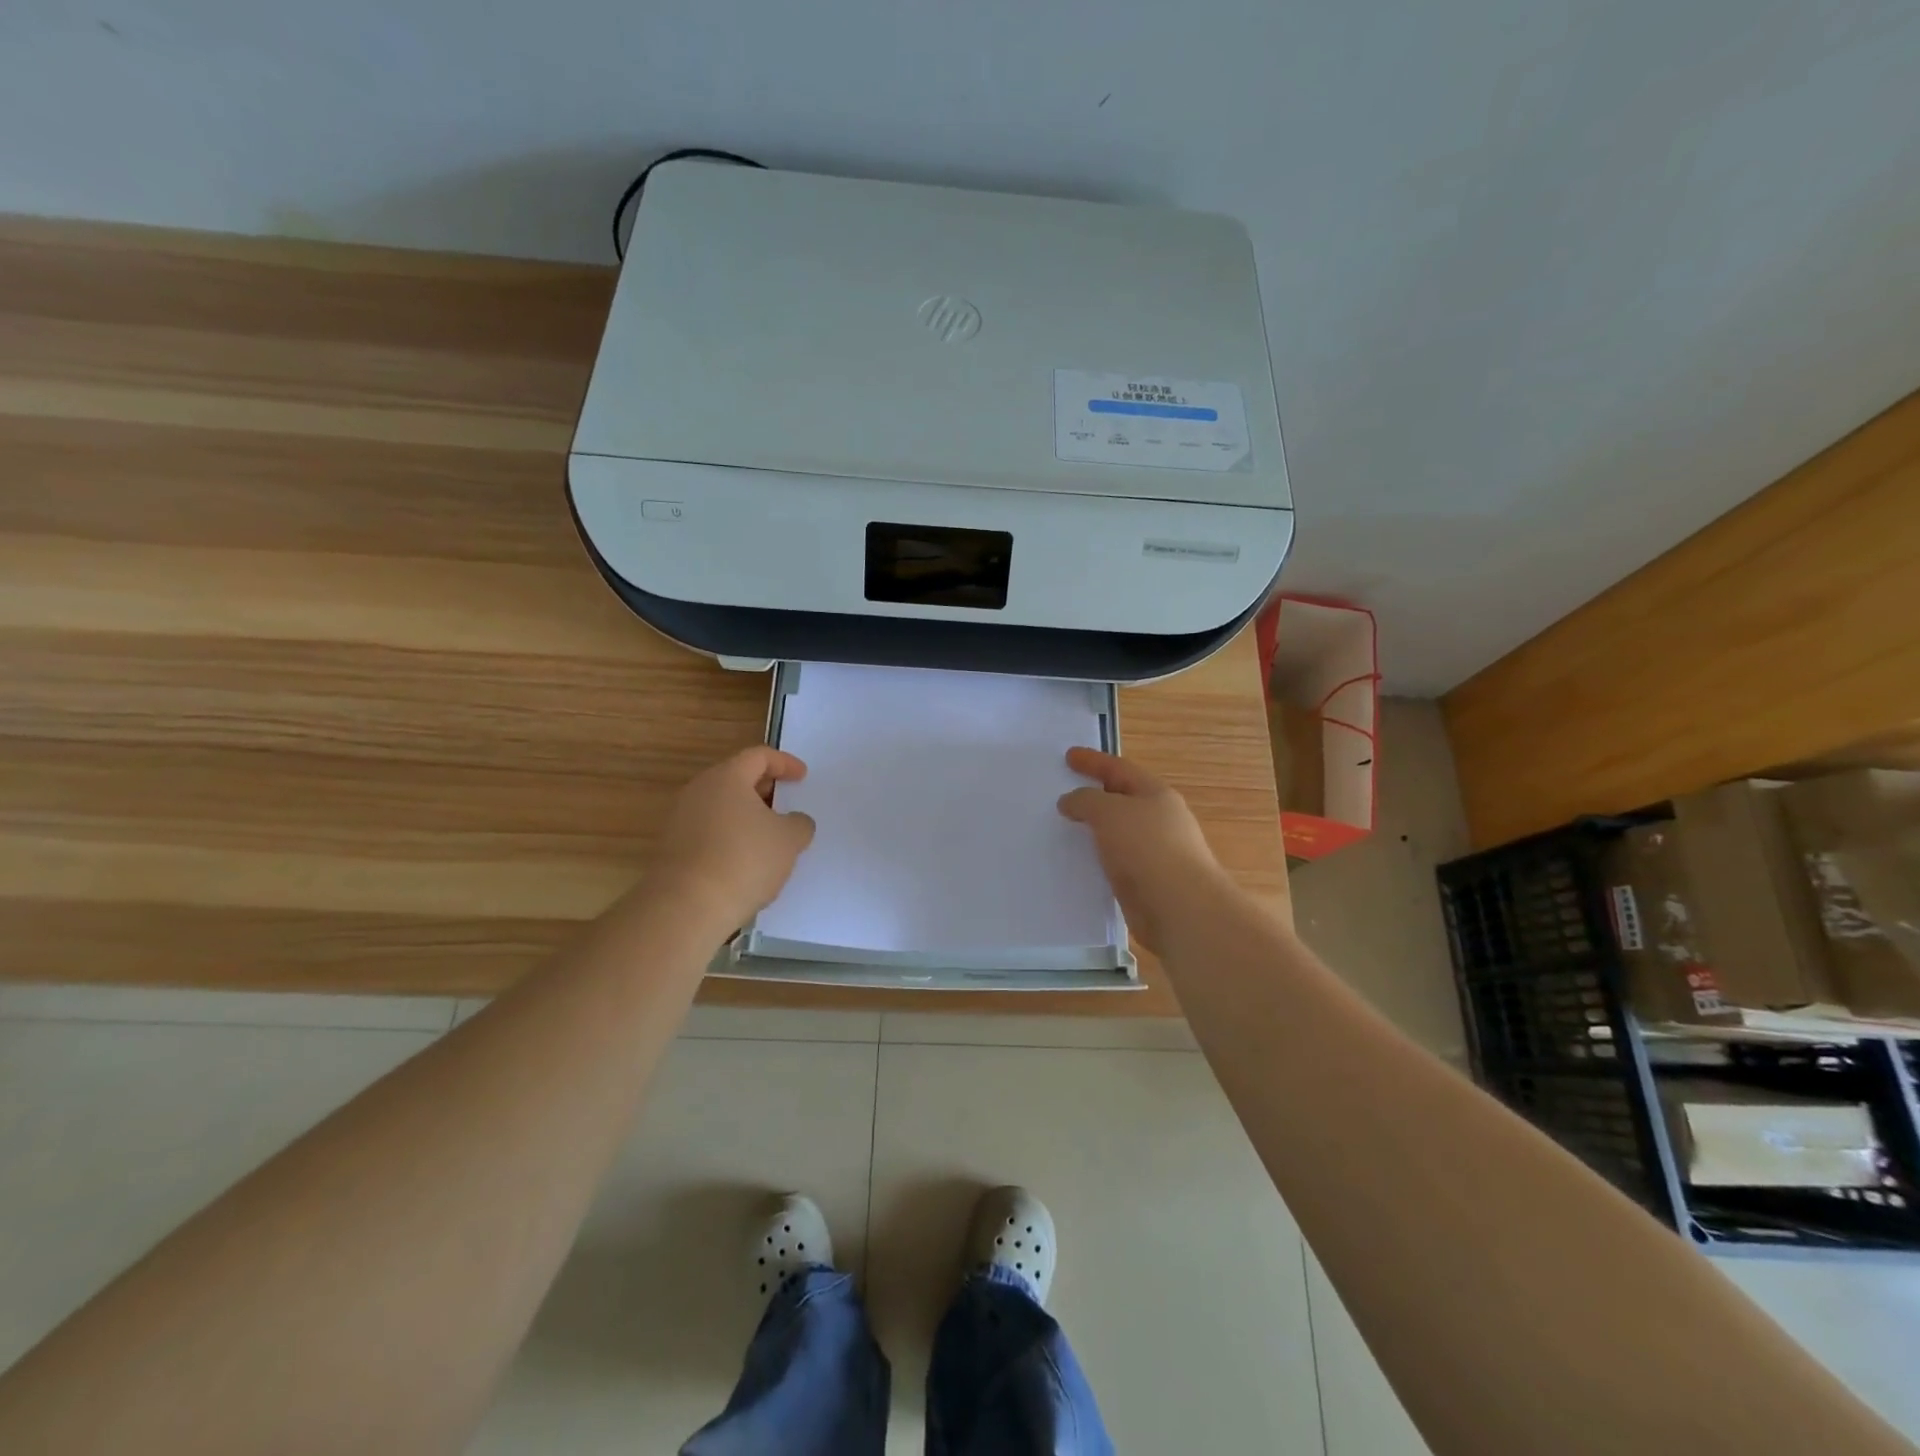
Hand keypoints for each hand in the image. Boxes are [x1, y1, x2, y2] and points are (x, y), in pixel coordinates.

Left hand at [651, 747, 816, 928]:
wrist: (686, 906)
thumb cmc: (744, 860)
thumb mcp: (789, 840)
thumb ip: (799, 823)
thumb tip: (795, 821)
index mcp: (727, 777)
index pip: (758, 756)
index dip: (784, 763)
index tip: (802, 777)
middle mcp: (698, 791)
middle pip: (736, 779)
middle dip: (765, 789)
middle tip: (786, 804)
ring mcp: (681, 819)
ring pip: (721, 807)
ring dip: (747, 816)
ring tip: (770, 837)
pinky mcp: (673, 848)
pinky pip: (709, 831)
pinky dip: (731, 837)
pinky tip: (747, 861)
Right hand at [1057, 747, 1233, 953]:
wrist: (1179, 908)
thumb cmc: (1147, 848)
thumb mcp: (1109, 812)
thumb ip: (1085, 801)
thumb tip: (1070, 801)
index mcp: (1156, 794)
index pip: (1119, 769)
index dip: (1093, 761)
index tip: (1068, 756)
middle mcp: (1159, 820)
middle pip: (1122, 799)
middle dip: (1095, 794)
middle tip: (1064, 792)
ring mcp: (1155, 852)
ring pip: (1118, 833)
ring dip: (1094, 829)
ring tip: (1065, 828)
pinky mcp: (1148, 882)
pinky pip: (1116, 861)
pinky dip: (1098, 857)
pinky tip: (1079, 862)